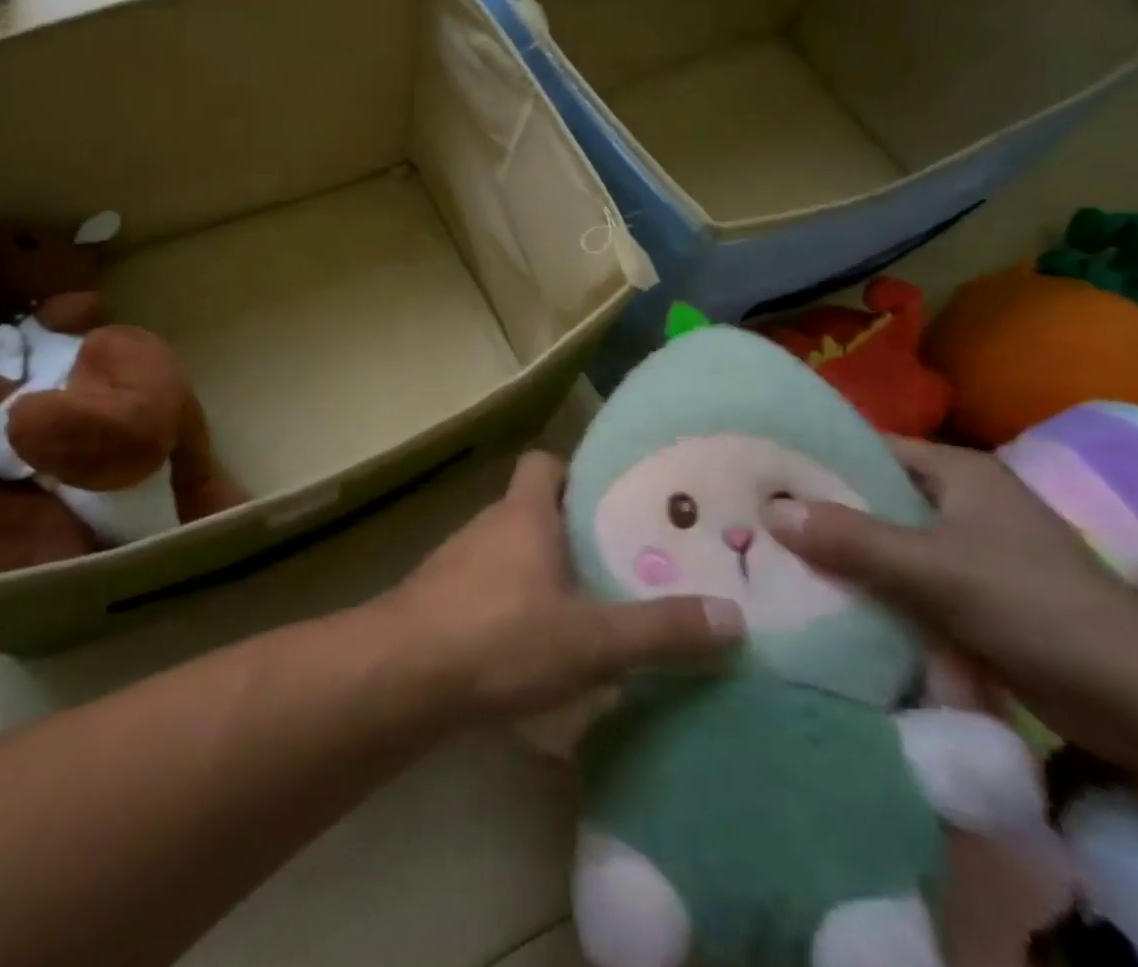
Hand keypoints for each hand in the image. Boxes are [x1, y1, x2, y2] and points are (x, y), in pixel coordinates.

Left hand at [383, 451, 742, 719]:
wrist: (403, 674)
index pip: (544, 463)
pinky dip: (510, 608)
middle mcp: (488, 526)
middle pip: (531, 510)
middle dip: (570, 533)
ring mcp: (457, 563)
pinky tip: (532, 652)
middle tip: (616, 565)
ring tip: (583, 611)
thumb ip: (660, 629)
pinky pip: (485, 591)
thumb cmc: (502, 635)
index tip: (610, 500)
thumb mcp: (591, 639)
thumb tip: (733, 618)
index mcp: (523, 514)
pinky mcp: (438, 601)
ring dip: (539, 574)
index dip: (574, 472)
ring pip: (507, 553)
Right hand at [763, 436, 1137, 749]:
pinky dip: (872, 588)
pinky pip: (906, 581)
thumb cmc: (1038, 609)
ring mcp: (970, 551)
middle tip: (755, 515)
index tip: (760, 469)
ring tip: (776, 555)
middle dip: (821, 509)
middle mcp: (962, 502)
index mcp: (959, 472)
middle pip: (874, 496)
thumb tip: (769, 509)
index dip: (816, 455)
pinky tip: (827, 598)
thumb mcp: (934, 569)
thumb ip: (852, 538)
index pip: (869, 447)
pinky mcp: (975, 597)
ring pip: (887, 541)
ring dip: (844, 553)